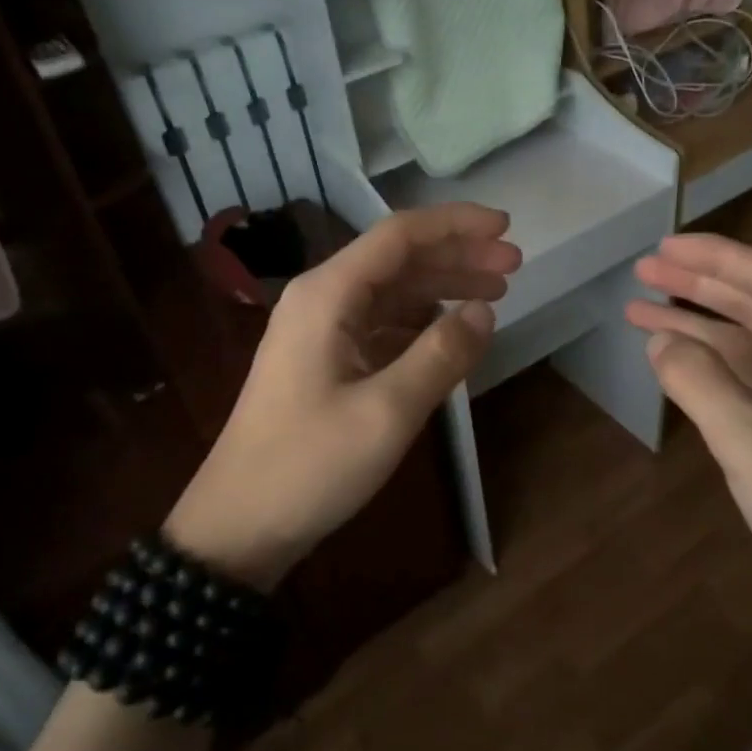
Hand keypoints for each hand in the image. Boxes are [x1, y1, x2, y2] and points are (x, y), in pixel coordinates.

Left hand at [168, 204, 519, 588]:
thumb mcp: (387, 412)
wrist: (237, 525)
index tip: (507, 228)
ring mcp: (318, 331)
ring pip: (390, 292)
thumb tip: (484, 311)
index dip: (456, 225)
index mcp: (327, 295)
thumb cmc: (309, 465)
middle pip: (397, 260)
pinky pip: (379, 325)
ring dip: (441, 288)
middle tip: (513, 267)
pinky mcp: (322, 361)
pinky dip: (419, 323)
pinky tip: (448, 335)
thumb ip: (441, 355)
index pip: (399, 236)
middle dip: (457, 256)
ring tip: (494, 297)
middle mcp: (320, 300)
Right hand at [626, 235, 751, 664]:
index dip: (713, 257)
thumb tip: (659, 342)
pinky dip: (709, 370)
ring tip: (640, 314)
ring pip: (747, 347)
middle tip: (643, 272)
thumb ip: (700, 383)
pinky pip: (747, 384)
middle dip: (698, 286)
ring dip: (697, 328)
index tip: (662, 246)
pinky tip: (675, 368)